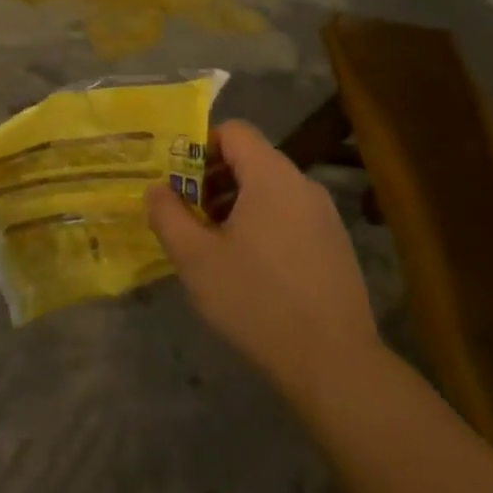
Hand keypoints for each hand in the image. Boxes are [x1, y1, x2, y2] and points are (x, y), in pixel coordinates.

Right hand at [145, 120, 379, 409]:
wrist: (332, 361)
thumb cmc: (255, 300)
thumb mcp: (195, 258)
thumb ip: (168, 215)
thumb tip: (158, 188)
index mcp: (272, 177)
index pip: (234, 131)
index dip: (199, 146)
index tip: (178, 182)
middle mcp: (303, 185)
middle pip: (251, 159)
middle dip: (212, 180)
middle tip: (188, 217)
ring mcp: (324, 215)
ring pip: (270, 189)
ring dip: (235, 203)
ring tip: (213, 245)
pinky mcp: (334, 244)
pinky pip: (289, 214)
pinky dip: (262, 223)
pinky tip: (249, 268)